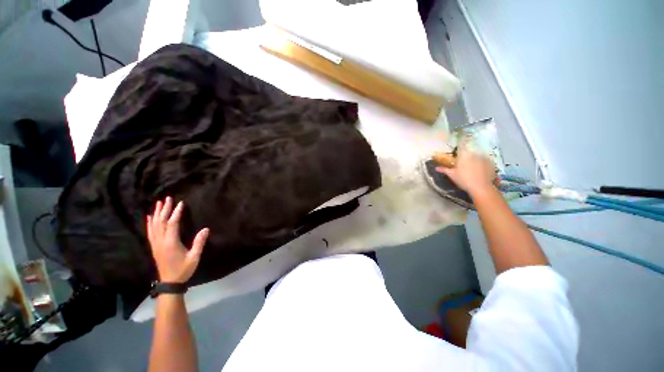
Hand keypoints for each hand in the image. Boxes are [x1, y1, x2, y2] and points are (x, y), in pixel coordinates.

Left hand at [147, 197, 209, 282]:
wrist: (169, 282)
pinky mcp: (154, 247)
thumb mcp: (194, 257)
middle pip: (161, 222)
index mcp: (171, 243)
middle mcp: (161, 241)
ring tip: (158, 203)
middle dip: (164, 209)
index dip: (176, 213)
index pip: (172, 224)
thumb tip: (206, 229)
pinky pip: (150, 232)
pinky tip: (149, 217)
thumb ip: (199, 243)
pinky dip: (149, 223)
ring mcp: (155, 244)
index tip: (180, 203)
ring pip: (154, 226)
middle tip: (167, 198)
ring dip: (156, 214)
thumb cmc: (183, 269)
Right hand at [436, 147, 496, 195]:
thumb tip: (436, 168)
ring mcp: (484, 158)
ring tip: (473, 169)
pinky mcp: (491, 163)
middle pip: (469, 152)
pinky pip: (485, 161)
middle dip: (466, 156)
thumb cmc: (464, 180)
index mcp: (464, 155)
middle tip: (463, 164)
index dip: (461, 141)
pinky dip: (482, 164)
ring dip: (475, 160)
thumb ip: (444, 169)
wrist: (481, 187)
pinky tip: (480, 171)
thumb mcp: (452, 175)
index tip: (460, 139)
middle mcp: (474, 153)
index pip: (462, 144)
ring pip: (477, 156)